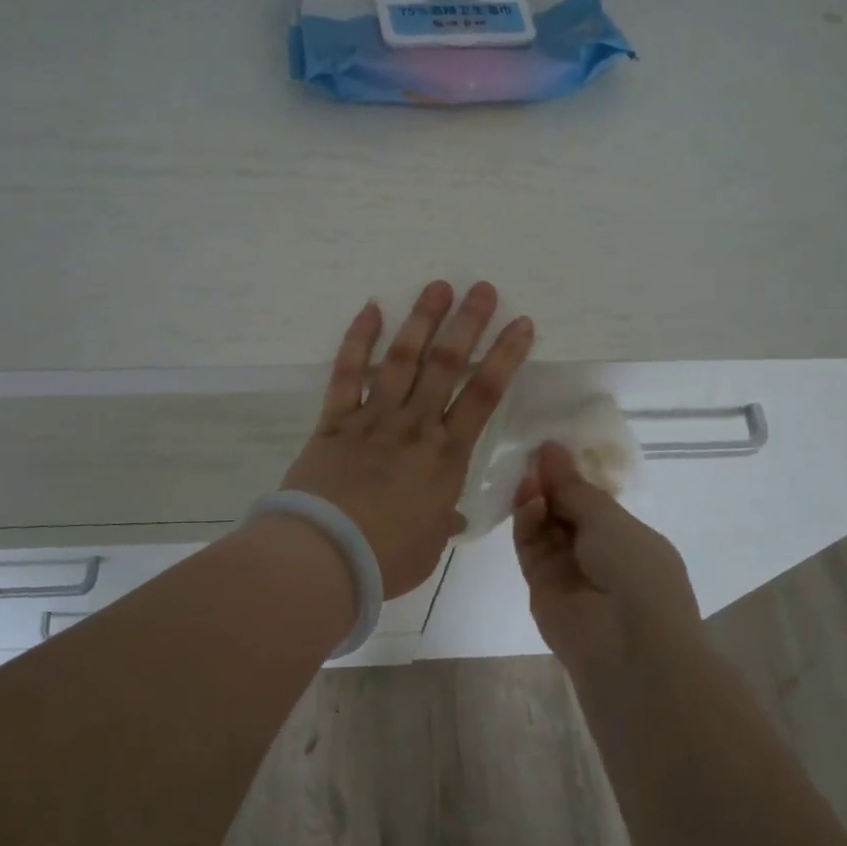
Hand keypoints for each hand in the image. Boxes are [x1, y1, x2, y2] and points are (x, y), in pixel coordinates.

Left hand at [281, 282, 533, 596]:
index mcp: (446, 457)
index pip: (485, 396)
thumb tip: (449, 515)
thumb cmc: (387, 558)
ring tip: (437, 287)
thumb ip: (442, 521)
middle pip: (445, 365)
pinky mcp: (334, 422)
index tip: (521, 323)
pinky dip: (358, 341)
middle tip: (481, 288)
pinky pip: (347, 374)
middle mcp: (414, 427)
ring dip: (421, 321)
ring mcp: (372, 419)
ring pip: (401, 360)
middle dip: (467, 324)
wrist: (326, 556)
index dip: (506, 356)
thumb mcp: (430, 545)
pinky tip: (370, 310)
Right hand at [512, 442, 701, 671]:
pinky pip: (530, 547)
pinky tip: (529, 501)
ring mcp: (568, 571)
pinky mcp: (540, 586)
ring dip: (537, 500)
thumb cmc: (637, 572)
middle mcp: (599, 554)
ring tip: (530, 480)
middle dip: (550, 484)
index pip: (594, 501)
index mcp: (628, 538)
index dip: (573, 475)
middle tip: (532, 458)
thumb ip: (573, 486)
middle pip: (565, 511)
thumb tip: (549, 448)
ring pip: (544, 527)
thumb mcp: (610, 520)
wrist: (626, 646)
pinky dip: (527, 522)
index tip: (550, 448)